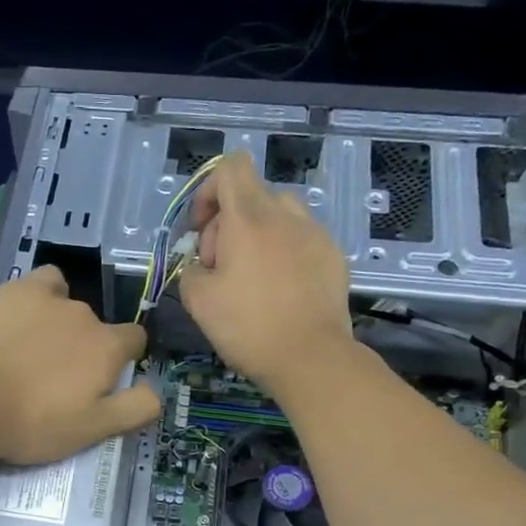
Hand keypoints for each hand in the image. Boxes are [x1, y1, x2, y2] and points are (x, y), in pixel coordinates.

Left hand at [0, 265, 159, 464]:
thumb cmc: (34, 422)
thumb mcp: (93, 430)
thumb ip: (135, 409)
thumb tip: (158, 391)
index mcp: (108, 347)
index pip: (134, 341)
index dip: (123, 359)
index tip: (100, 381)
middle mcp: (86, 314)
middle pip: (97, 327)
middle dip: (85, 347)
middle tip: (55, 380)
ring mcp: (49, 298)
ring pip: (68, 303)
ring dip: (60, 321)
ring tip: (33, 350)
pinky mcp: (14, 291)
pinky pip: (42, 282)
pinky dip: (39, 296)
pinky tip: (22, 317)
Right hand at [178, 152, 354, 393]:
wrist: (311, 357)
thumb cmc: (248, 326)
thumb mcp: (198, 301)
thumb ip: (191, 270)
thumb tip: (202, 265)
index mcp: (249, 218)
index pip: (231, 168)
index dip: (208, 191)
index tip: (201, 230)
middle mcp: (286, 215)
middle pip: (252, 196)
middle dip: (228, 225)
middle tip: (220, 270)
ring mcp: (316, 234)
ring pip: (279, 218)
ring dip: (258, 237)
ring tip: (252, 278)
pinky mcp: (334, 257)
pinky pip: (301, 241)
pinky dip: (284, 255)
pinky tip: (281, 293)